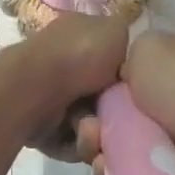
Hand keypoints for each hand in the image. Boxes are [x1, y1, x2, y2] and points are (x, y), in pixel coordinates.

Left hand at [12, 14, 130, 159]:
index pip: (111, 61)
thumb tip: (126, 55)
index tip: (137, 91)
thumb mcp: (115, 30)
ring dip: (97, 131)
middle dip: (115, 113)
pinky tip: (81, 136)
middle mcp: (64, 67)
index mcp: (78, 39)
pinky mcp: (43, 128)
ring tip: (92, 127)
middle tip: (118, 117)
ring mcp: (51, 98)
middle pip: (105, 99)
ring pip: (91, 125)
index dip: (127, 78)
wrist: (36, 86)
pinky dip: (80, 143)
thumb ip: (125, 39)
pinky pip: (75, 143)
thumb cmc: (80, 54)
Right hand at [71, 30, 174, 174]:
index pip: (133, 65)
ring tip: (96, 148)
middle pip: (119, 106)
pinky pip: (127, 168)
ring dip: (97, 145)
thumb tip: (121, 83)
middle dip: (96, 118)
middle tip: (90, 127)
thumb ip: (126, 56)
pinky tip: (108, 169)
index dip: (105, 79)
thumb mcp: (148, 45)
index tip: (88, 91)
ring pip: (118, 139)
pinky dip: (112, 170)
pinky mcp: (172, 171)